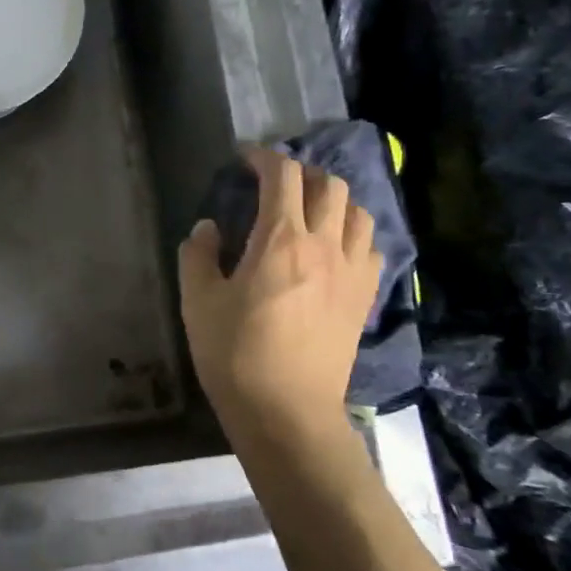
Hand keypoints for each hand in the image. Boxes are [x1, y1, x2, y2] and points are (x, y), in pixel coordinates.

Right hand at [178, 147, 381, 450]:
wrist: (287, 413)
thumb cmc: (235, 355)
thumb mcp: (198, 302)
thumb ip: (198, 255)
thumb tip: (208, 229)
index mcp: (280, 240)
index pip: (282, 175)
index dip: (263, 157)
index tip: (244, 159)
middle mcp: (324, 245)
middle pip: (329, 184)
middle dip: (301, 173)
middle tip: (276, 185)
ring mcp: (352, 272)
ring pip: (359, 213)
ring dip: (334, 201)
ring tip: (310, 212)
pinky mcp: (364, 299)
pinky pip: (371, 249)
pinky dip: (354, 235)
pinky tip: (335, 250)